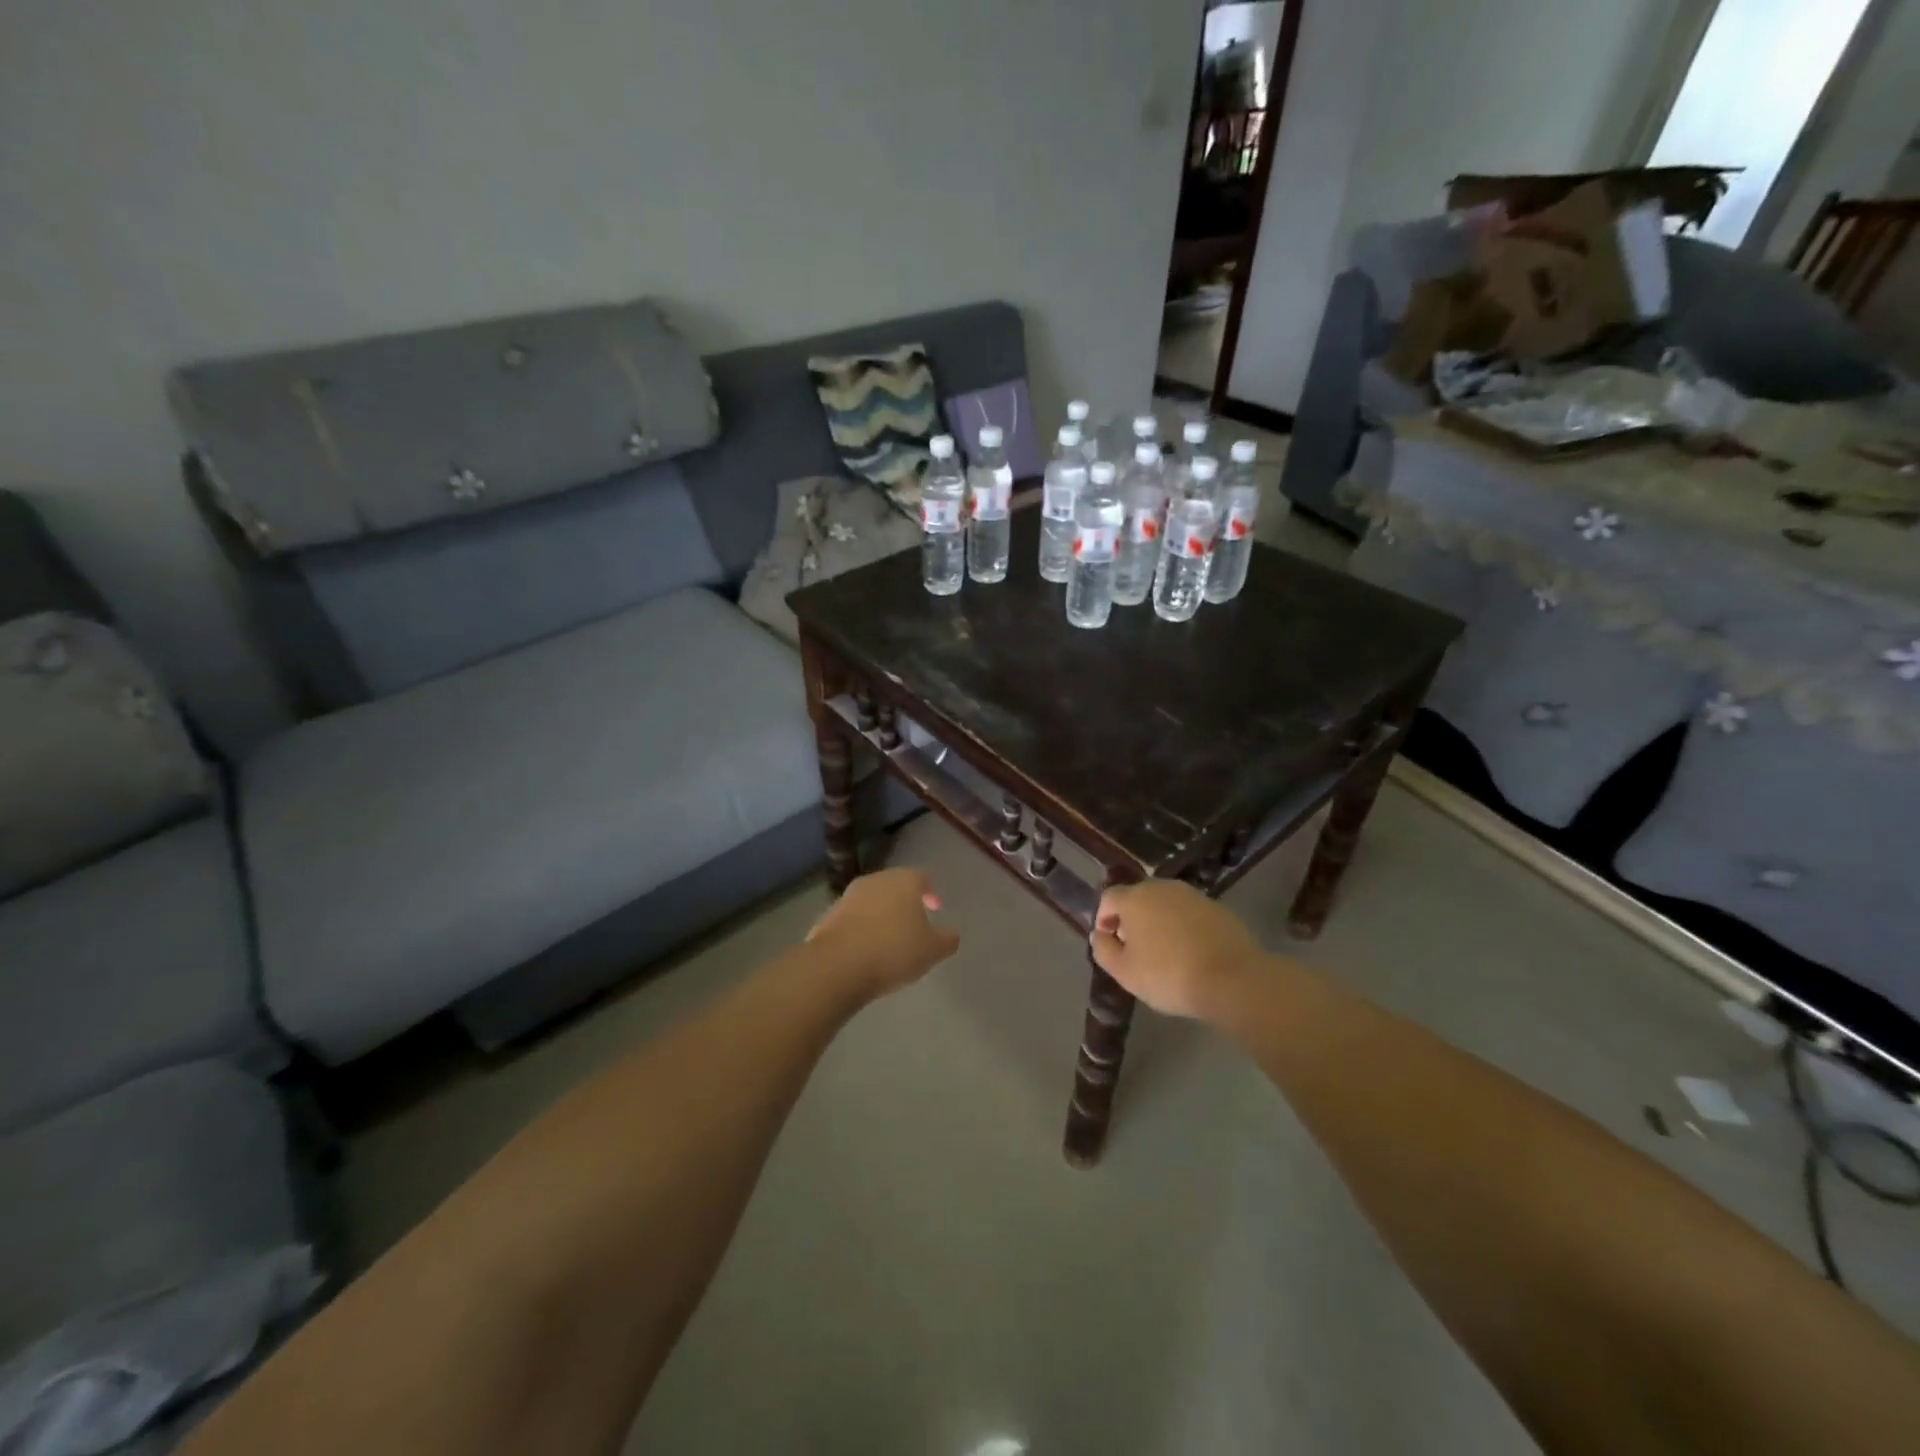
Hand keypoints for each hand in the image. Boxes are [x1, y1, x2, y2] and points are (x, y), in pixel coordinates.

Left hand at [807, 868, 959, 997]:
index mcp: (904, 881)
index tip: (935, 908)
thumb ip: (947, 939)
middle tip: (913, 923)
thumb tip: (952, 933)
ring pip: (871, 901)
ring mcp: (848, 896)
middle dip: (904, 902)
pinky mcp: (828, 916)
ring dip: (881, 915)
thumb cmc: (893, 951)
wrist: (837, 965)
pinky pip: (852, 919)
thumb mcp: (932, 951)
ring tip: (888, 939)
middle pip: (894, 886)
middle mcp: (875, 880)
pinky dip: (861, 928)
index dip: (930, 892)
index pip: (922, 877)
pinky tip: (865, 949)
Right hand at [1089, 879, 1266, 1020]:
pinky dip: (1183, 927)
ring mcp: (1192, 895)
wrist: (1233, 979)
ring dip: (1159, 921)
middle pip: (1138, 897)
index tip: (1108, 941)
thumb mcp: (1125, 972)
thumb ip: (1104, 950)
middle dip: (1132, 918)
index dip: (1104, 918)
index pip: (1109, 898)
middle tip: (1134, 947)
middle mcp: (1162, 887)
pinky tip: (1190, 951)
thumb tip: (1100, 935)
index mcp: (1135, 898)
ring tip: (1163, 951)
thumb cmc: (1169, 975)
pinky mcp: (1217, 907)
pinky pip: (1189, 913)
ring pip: (1165, 903)